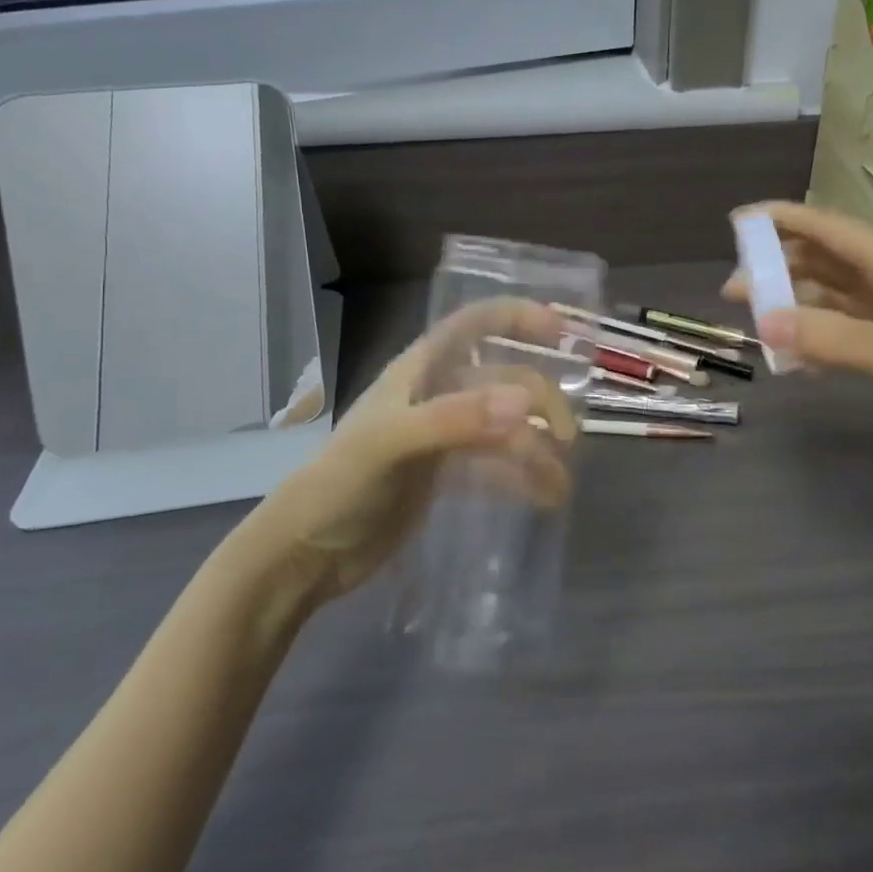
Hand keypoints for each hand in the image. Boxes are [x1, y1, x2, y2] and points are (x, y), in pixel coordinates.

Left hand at [256, 299, 575, 600]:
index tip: (561, 332)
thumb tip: (523, 404)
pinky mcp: (444, 475)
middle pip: (501, 379)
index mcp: (418, 372)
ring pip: (503, 425)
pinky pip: (495, 466)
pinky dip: (522, 477)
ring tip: (561, 478)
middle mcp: (434, 395)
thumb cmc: (341, 486)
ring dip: (535, 445)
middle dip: (537, 399)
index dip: (516, 317)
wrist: (307, 554)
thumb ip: (454, 420)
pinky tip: (546, 496)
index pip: (473, 325)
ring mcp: (441, 437)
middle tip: (565, 437)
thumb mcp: (392, 445)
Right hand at [724, 202, 872, 469]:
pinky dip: (817, 337)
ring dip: (795, 304)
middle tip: (734, 288)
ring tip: (755, 320)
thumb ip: (831, 338)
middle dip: (779, 268)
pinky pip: (846, 331)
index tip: (739, 222)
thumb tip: (763, 321)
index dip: (785, 219)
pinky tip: (796, 358)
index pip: (832, 229)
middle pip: (826, 262)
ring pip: (834, 298)